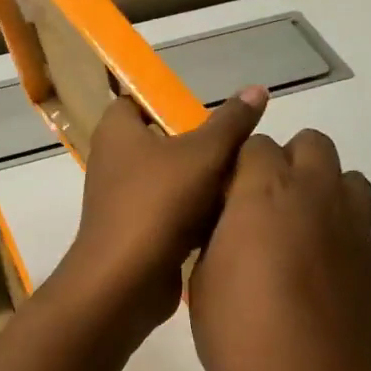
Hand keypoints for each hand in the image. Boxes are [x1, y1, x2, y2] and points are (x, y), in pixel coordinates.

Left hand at [52, 88, 268, 341]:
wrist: (127, 280)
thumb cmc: (159, 204)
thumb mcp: (204, 154)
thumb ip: (230, 122)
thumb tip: (256, 89)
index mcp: (117, 132)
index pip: (135, 101)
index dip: (167, 102)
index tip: (205, 111)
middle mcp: (113, 161)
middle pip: (161, 141)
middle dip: (198, 145)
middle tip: (237, 147)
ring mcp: (122, 200)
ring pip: (169, 180)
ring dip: (201, 182)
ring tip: (243, 179)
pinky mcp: (135, 232)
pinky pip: (169, 212)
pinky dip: (194, 214)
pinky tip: (229, 216)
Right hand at [189, 128, 370, 370]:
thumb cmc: (240, 334)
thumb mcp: (202, 281)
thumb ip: (217, 238)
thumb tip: (229, 226)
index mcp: (265, 190)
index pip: (255, 144)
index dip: (238, 167)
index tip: (224, 198)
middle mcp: (317, 194)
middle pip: (313, 144)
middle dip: (287, 163)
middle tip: (261, 207)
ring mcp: (355, 228)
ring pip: (351, 180)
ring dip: (326, 192)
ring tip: (299, 233)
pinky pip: (370, 237)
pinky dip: (353, 245)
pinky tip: (331, 275)